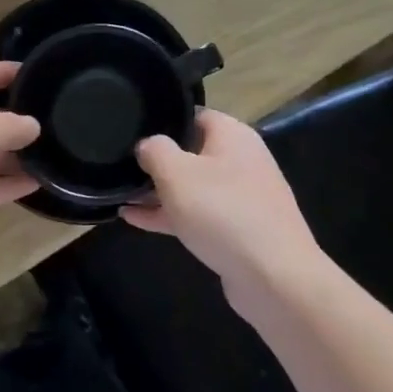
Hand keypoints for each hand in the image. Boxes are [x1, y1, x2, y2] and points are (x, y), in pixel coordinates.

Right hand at [121, 110, 326, 319]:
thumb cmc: (222, 212)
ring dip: (158, 191)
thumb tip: (147, 145)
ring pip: (191, 186)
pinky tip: (134, 219)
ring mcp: (241, 197)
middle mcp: (241, 161)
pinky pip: (196, 214)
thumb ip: (154, 150)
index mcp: (232, 136)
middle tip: (120, 165)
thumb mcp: (176, 173)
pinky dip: (169, 214)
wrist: (273, 277)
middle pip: (191, 151)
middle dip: (156, 160)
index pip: (194, 114)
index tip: (131, 130)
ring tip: (119, 194)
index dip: (162, 120)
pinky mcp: (236, 229)